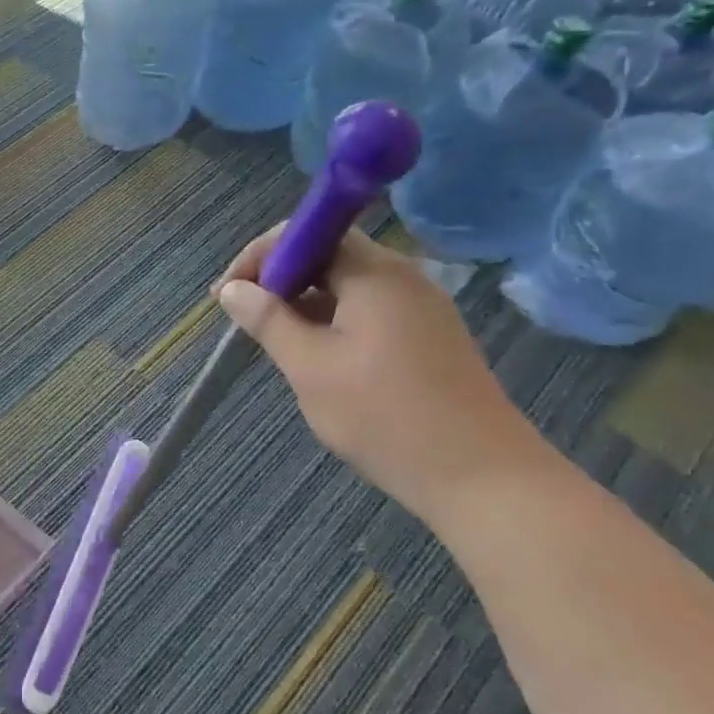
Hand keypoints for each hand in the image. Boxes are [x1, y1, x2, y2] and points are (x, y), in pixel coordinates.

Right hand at [214, 227, 545, 520]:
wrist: (484, 479)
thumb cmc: (385, 417)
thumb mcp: (310, 367)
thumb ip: (268, 320)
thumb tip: (232, 290)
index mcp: (375, 273)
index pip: (308, 234)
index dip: (261, 256)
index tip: (229, 294)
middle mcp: (402, 277)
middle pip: (329, 255)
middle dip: (280, 279)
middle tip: (246, 316)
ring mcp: (422, 307)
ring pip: (348, 285)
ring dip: (305, 302)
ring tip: (275, 339)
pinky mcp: (431, 337)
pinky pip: (370, 310)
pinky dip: (335, 320)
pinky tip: (319, 356)